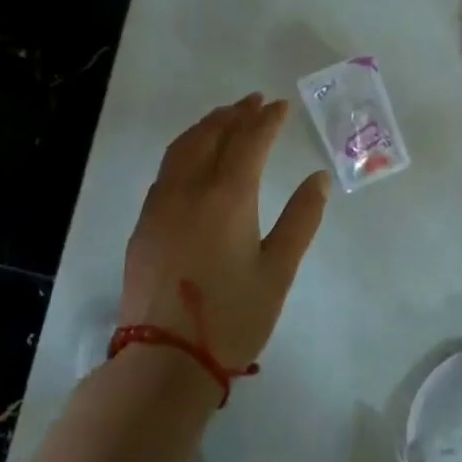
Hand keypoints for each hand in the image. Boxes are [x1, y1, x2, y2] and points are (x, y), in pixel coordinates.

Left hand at [121, 94, 330, 378]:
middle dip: (235, 114)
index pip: (249, 141)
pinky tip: (194, 158)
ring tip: (224, 117)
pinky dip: (186, 149)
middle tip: (254, 101)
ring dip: (206, 127)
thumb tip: (317, 179)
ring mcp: (161, 205)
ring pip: (183, 148)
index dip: (267, 120)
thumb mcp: (279, 270)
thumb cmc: (233, 317)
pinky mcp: (144, 224)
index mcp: (228, 196)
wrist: (165, 359)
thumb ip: (301, 219)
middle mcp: (190, 190)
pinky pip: (167, 170)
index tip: (281, 105)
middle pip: (211, 135)